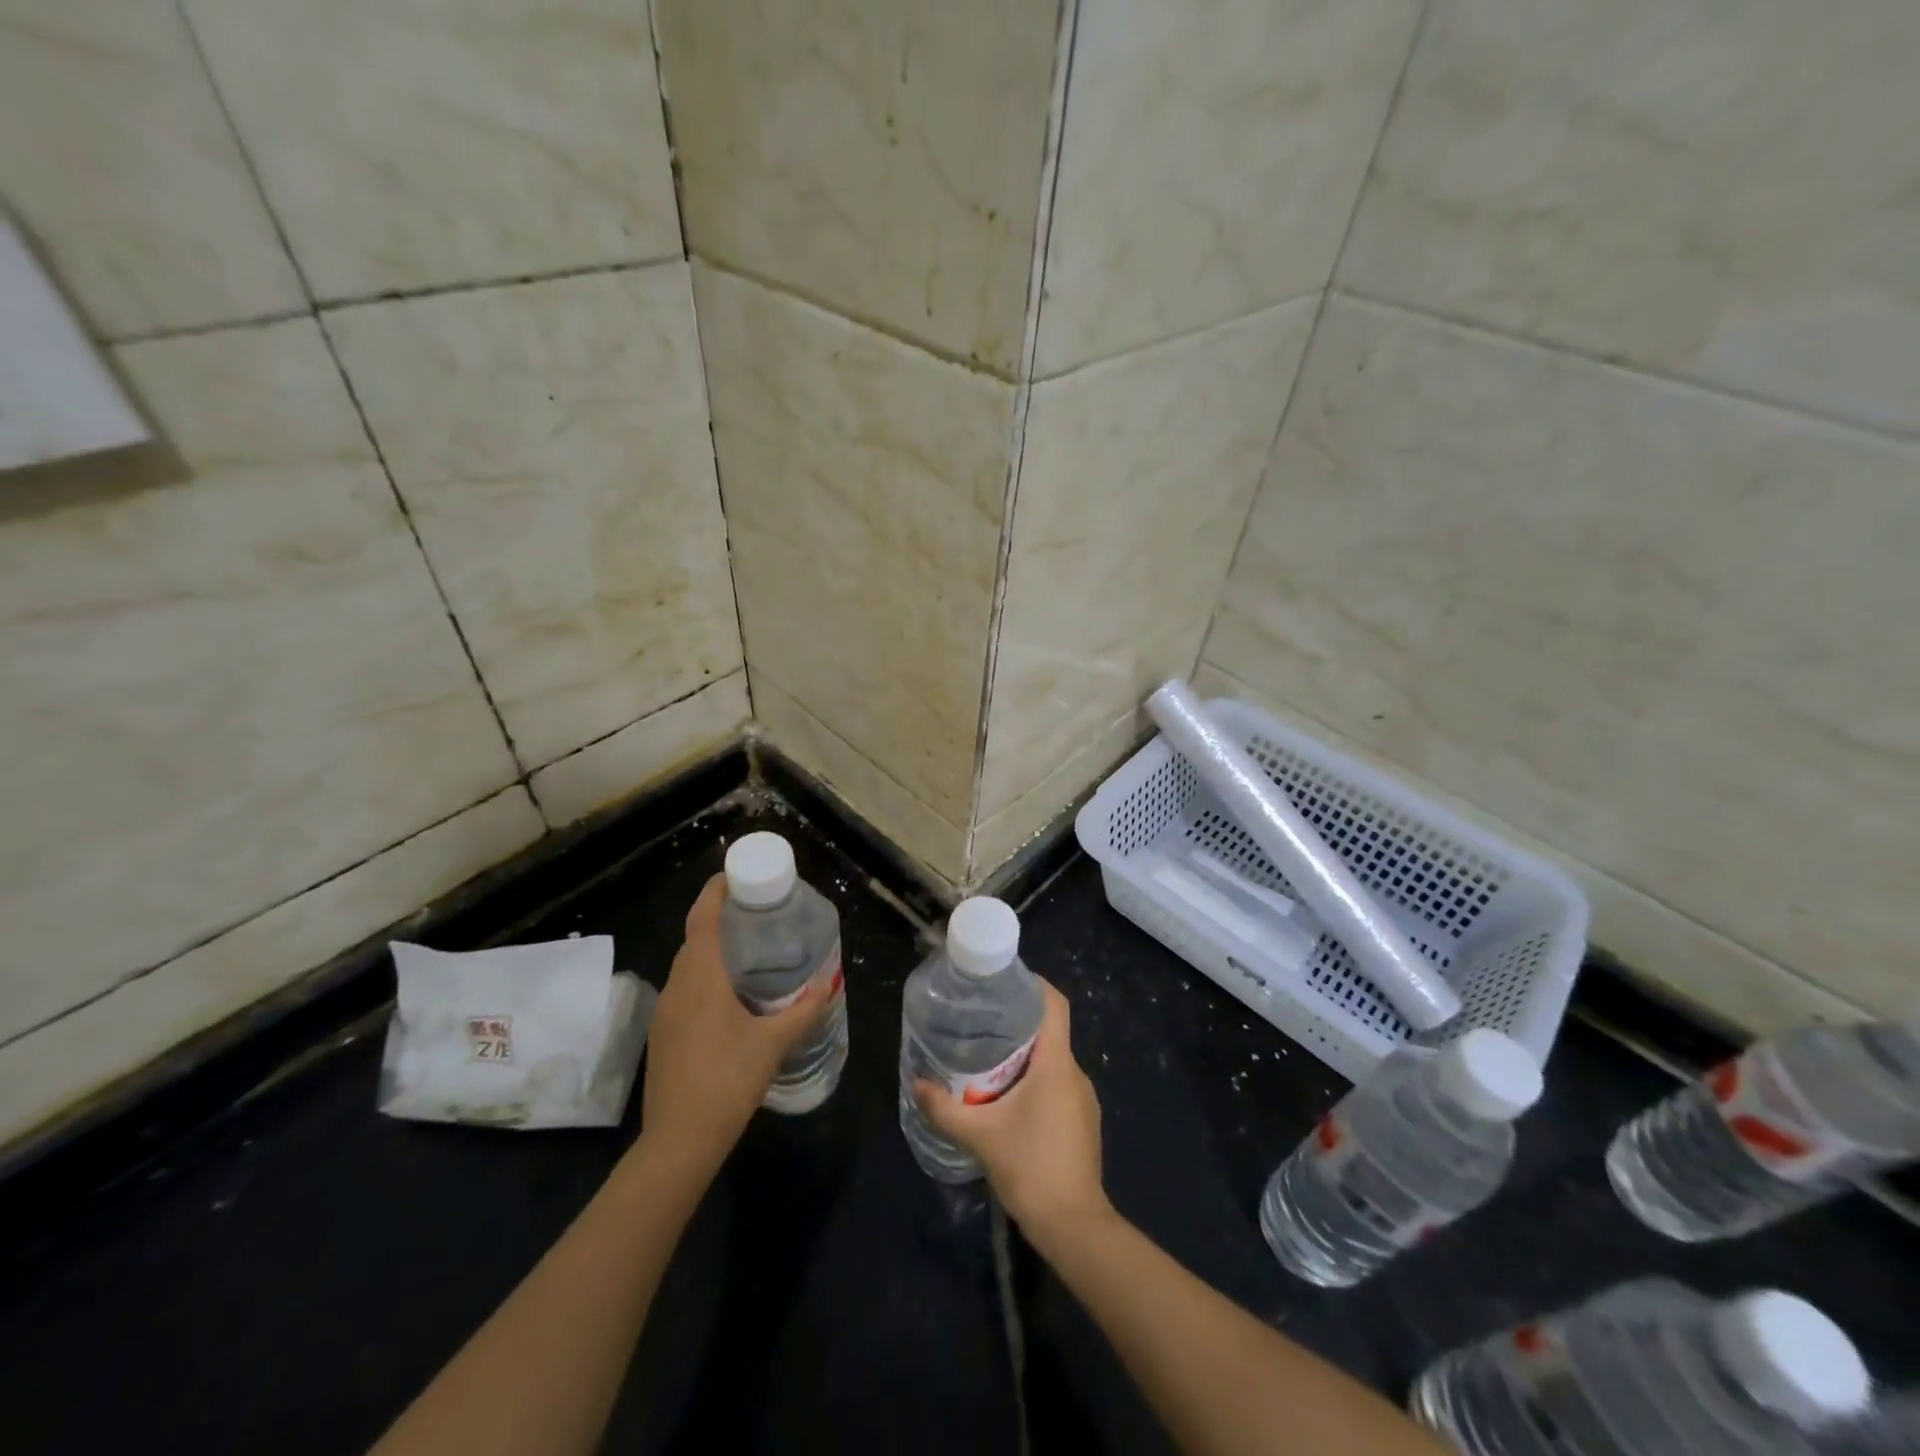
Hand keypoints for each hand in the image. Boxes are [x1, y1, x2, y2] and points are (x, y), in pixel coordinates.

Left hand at [637, 875, 827, 1172]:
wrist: (679, 1141)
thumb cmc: (728, 1081)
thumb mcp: (773, 1044)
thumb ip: (803, 1011)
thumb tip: (827, 985)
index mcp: (701, 979)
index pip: (702, 919)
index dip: (714, 892)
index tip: (733, 875)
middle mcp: (677, 987)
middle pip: (693, 939)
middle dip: (718, 918)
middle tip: (753, 913)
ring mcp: (665, 1012)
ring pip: (687, 966)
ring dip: (710, 949)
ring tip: (746, 949)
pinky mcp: (662, 1035)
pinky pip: (683, 989)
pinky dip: (704, 976)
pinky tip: (729, 994)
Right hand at [914, 979, 1110, 1248]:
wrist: (1074, 1226)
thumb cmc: (1031, 1168)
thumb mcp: (980, 1136)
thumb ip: (945, 1108)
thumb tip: (916, 1084)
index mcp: (1056, 1063)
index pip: (1055, 1004)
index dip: (1034, 984)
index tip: (1004, 980)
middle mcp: (1075, 1073)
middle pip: (1049, 1030)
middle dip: (1017, 1022)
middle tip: (980, 1020)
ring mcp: (1082, 1099)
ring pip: (1052, 1060)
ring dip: (1024, 1054)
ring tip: (987, 1057)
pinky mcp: (1081, 1121)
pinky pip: (1057, 1084)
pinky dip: (1034, 1080)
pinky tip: (1008, 1098)